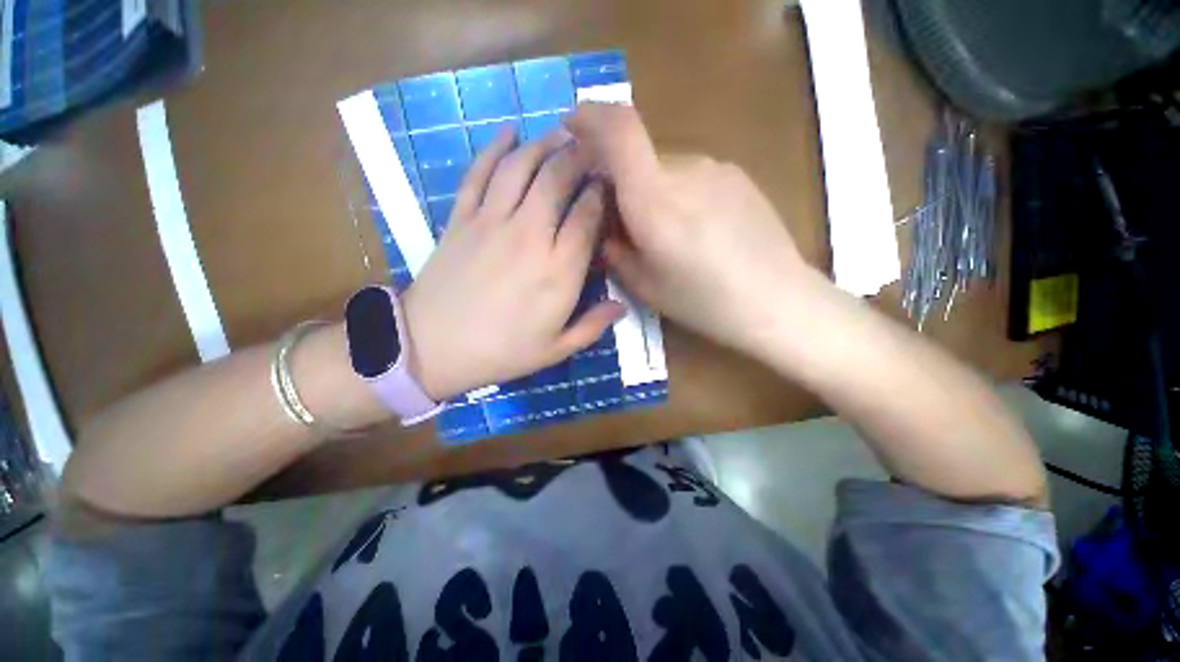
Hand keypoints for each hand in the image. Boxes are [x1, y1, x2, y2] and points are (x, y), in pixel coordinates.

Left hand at [401, 127, 624, 400]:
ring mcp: (492, 222)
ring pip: (521, 167)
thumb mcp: (556, 349)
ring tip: (559, 132)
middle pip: (557, 180)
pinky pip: (479, 173)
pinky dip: (494, 149)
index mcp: (559, 271)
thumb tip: (622, 308)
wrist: (432, 348)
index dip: (601, 194)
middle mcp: (530, 236)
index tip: (608, 185)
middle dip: (578, 157)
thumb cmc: (501, 352)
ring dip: (543, 144)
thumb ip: (592, 326)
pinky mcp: (461, 218)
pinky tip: (508, 132)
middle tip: (591, 148)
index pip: (588, 216)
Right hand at [565, 103, 823, 355]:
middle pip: (639, 159)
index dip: (591, 118)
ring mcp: (716, 169)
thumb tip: (605, 227)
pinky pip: (693, 177)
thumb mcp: (645, 286)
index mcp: (655, 202)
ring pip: (666, 171)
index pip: (620, 132)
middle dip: (623, 184)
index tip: (572, 125)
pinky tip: (698, 231)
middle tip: (628, 226)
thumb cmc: (704, 301)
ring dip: (654, 194)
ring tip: (670, 237)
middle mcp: (684, 172)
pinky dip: (680, 196)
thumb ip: (615, 250)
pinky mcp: (737, 176)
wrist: (776, 300)